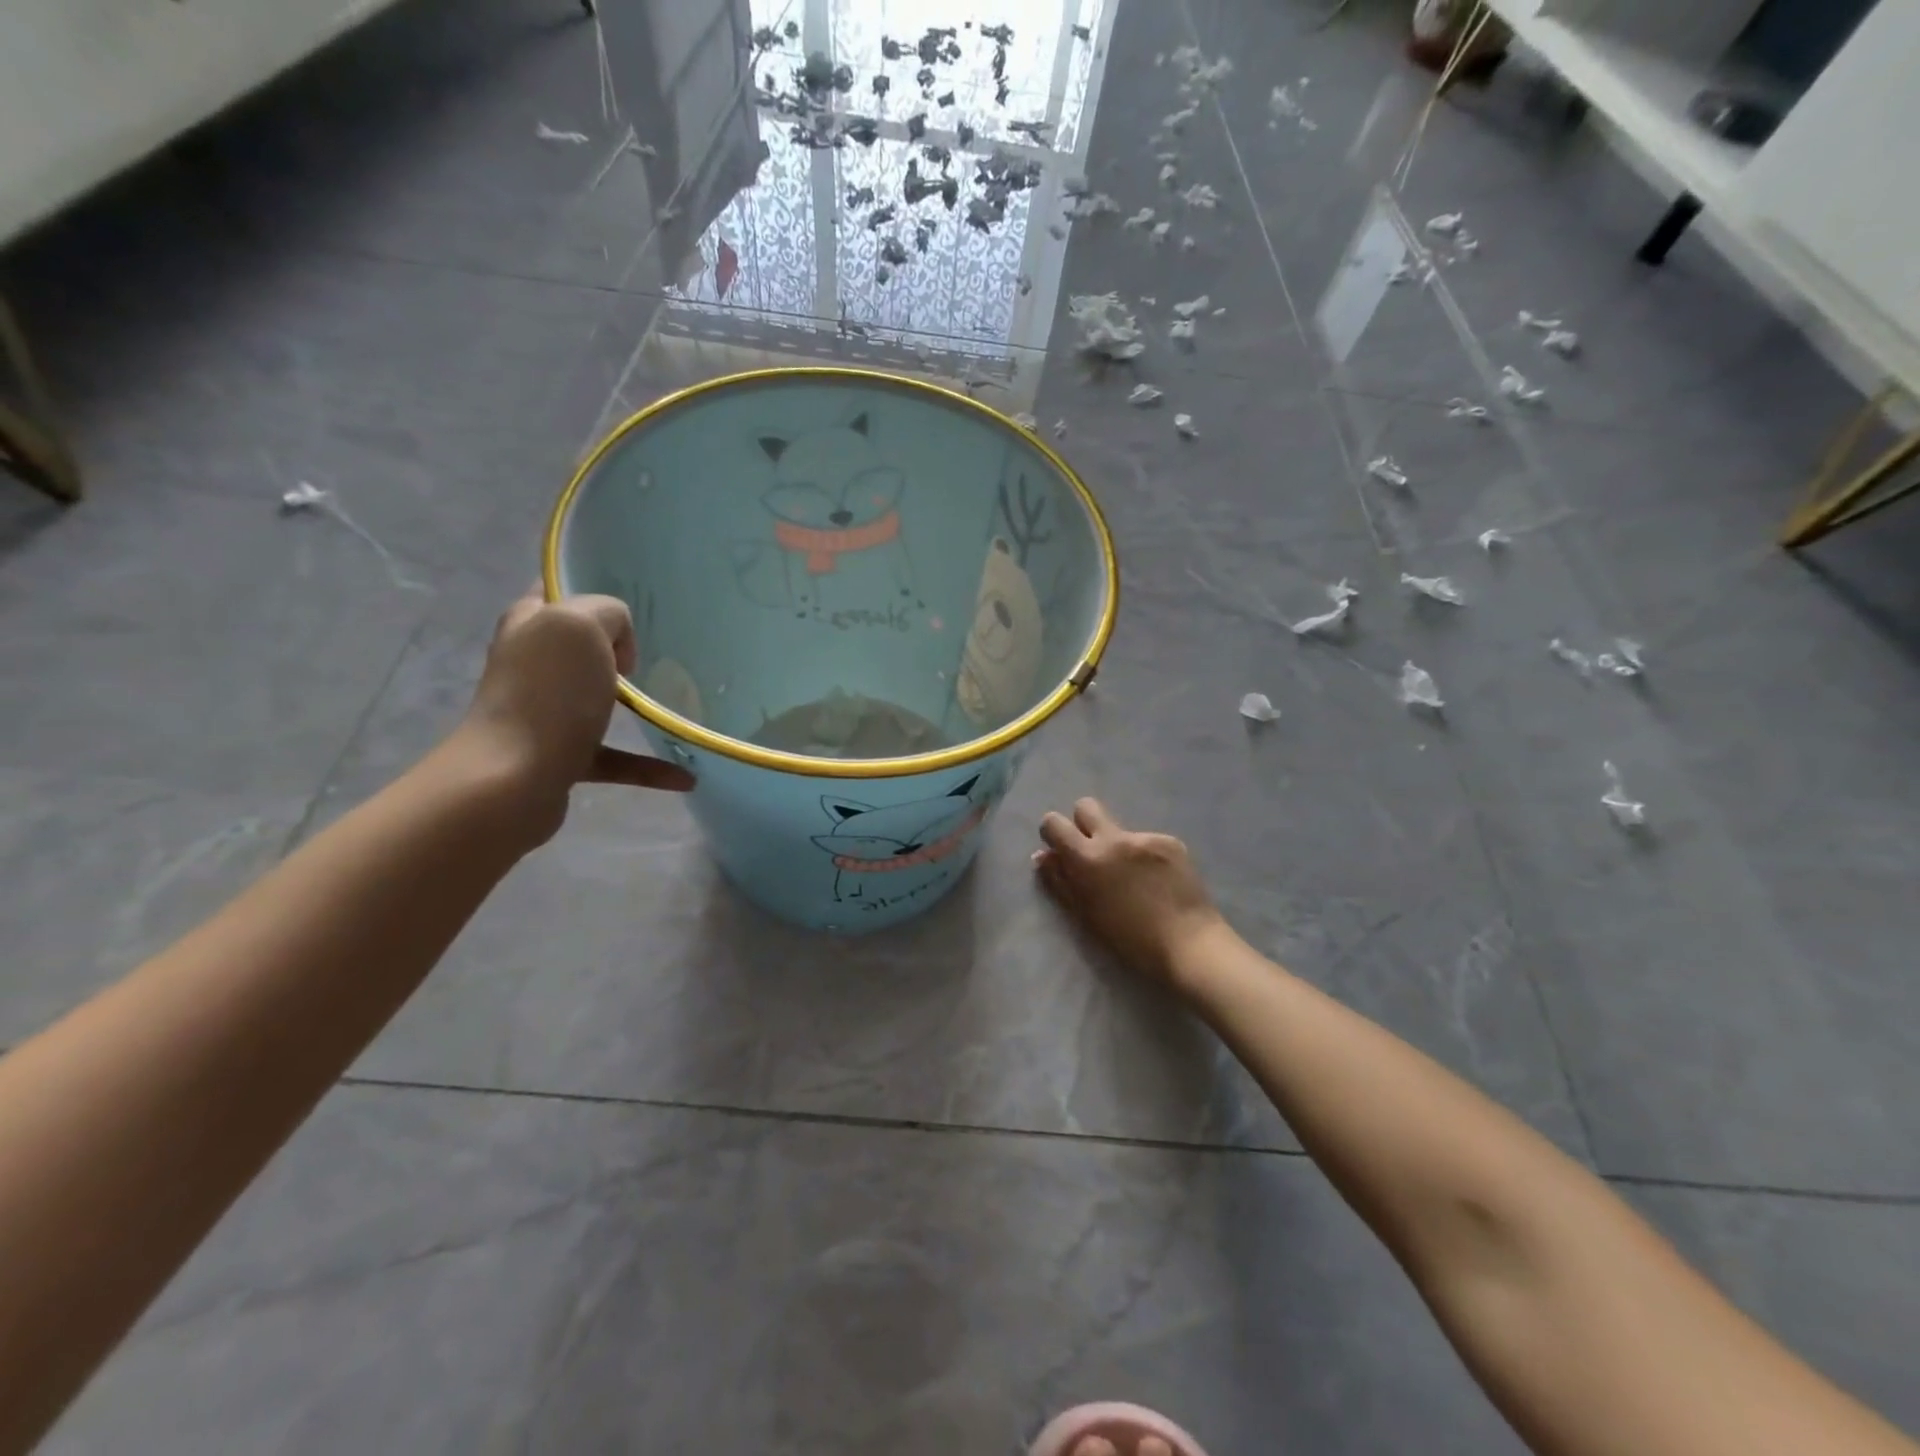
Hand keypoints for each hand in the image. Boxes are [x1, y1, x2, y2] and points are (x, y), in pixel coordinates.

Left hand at [450, 590, 693, 845]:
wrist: (512, 781)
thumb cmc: (547, 694)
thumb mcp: (580, 625)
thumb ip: (606, 612)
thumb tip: (618, 642)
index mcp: (531, 625)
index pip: (556, 592)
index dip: (590, 590)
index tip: (634, 604)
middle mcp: (532, 665)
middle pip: (581, 647)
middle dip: (619, 648)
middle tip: (660, 655)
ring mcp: (545, 713)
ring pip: (598, 701)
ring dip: (636, 706)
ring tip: (676, 708)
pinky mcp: (560, 756)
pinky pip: (615, 757)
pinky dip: (648, 765)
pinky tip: (685, 775)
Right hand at [1033, 798, 1227, 989]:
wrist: (1189, 944)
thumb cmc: (1130, 940)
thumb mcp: (1085, 915)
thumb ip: (1060, 882)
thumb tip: (1042, 856)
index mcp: (1088, 858)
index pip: (1054, 822)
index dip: (1052, 833)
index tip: (1060, 850)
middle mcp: (1114, 838)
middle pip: (1086, 806)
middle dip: (1082, 823)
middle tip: (1091, 851)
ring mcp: (1145, 837)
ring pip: (1120, 828)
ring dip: (1117, 845)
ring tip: (1134, 878)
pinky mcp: (1170, 842)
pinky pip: (1147, 841)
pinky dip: (1146, 856)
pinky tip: (1158, 881)